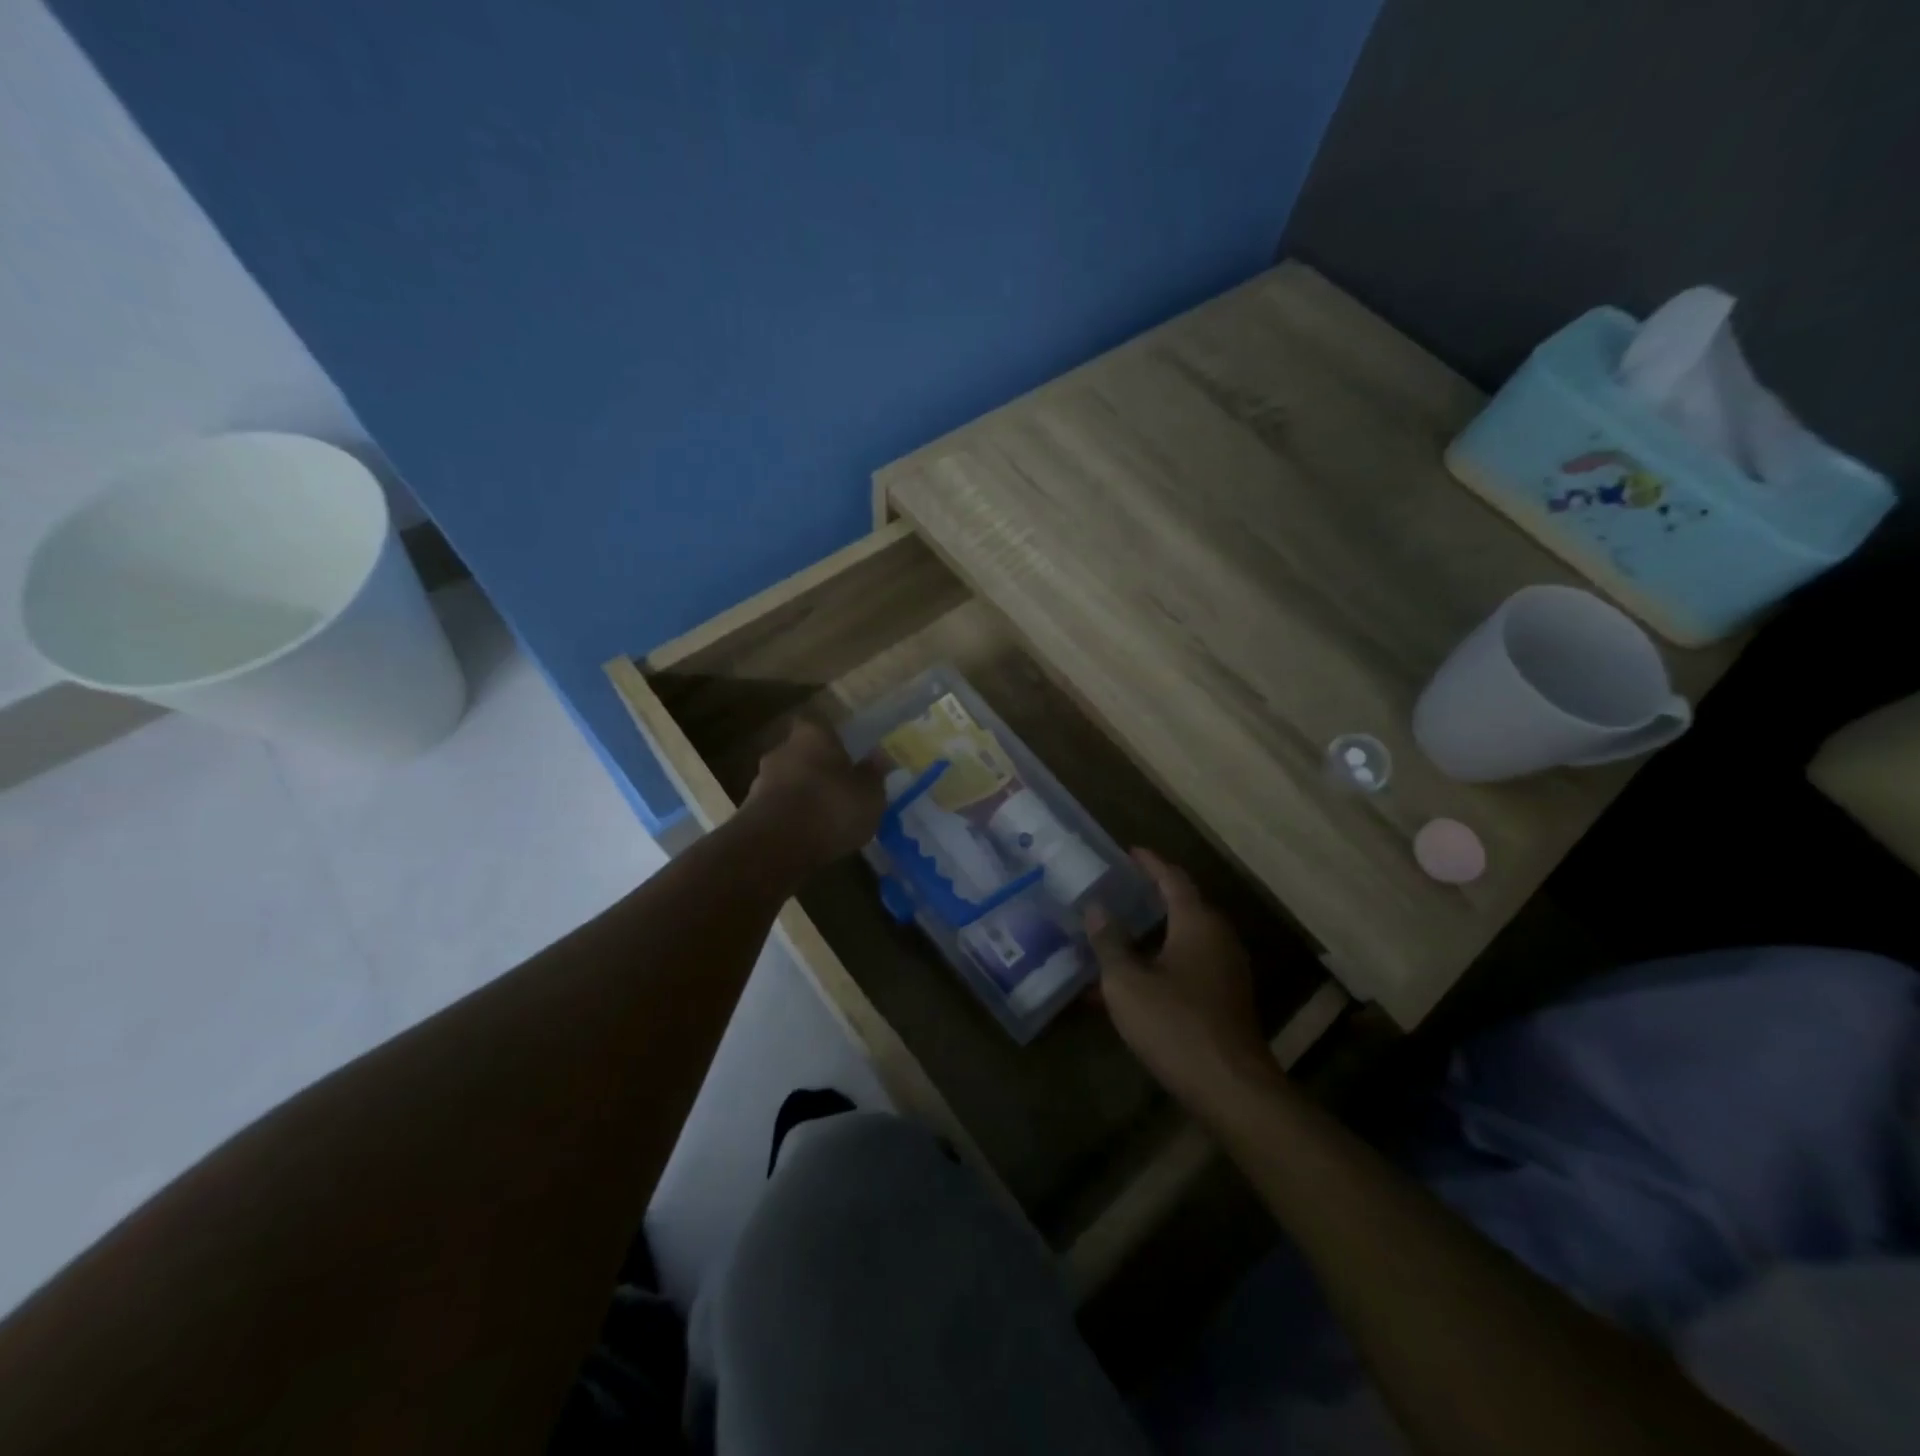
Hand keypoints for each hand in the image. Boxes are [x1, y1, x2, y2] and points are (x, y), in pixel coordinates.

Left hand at [743, 718, 885, 868]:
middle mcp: (782, 750)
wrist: (774, 847)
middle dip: (817, 768)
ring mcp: (761, 781)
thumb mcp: (870, 794)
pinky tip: (807, 835)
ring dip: (802, 794)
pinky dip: (790, 817)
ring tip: (825, 817)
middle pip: (800, 752)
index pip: (819, 723)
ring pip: (787, 781)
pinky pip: (777, 808)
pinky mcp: (750, 812)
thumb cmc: (830, 808)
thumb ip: (874, 774)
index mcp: (812, 735)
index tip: (845, 751)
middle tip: (838, 786)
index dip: (831, 737)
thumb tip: (879, 756)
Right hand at [1086, 850, 1275, 1111]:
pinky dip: (1160, 963)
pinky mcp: (1225, 999)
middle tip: (1118, 890)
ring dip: (1152, 934)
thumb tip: (1097, 907)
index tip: (1129, 851)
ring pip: (1184, 939)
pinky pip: (1188, 966)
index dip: (1150, 863)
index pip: (1172, 879)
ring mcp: (1226, 970)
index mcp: (1197, 922)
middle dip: (1150, 896)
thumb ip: (1109, 941)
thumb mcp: (1126, 981)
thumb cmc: (1174, 1024)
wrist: (1230, 1088)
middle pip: (1183, 905)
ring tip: (1117, 934)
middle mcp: (1217, 938)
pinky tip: (1131, 984)